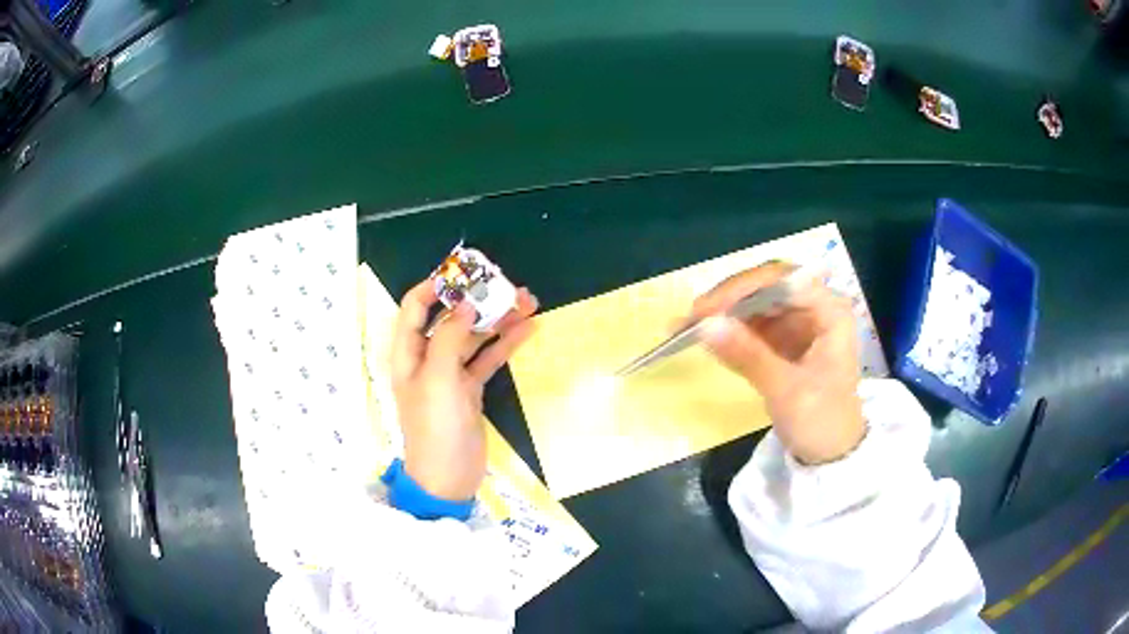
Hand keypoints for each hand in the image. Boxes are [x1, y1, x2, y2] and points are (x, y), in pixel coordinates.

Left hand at [391, 280, 537, 499]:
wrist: (448, 478)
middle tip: (507, 285)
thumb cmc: (436, 427)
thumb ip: (450, 337)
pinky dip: (506, 344)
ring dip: (498, 319)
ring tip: (528, 301)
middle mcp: (427, 358)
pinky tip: (528, 329)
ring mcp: (450, 374)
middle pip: (450, 318)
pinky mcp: (470, 389)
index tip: (464, 272)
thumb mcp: (439, 379)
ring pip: (474, 337)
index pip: (415, 307)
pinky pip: (488, 359)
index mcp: (408, 353)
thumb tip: (465, 302)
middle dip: (477, 300)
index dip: (435, 286)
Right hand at [692, 262, 864, 464]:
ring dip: (723, 313)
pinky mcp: (784, 337)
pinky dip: (728, 330)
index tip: (707, 309)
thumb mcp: (787, 392)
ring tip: (686, 327)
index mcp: (830, 311)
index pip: (783, 280)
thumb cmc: (822, 421)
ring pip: (754, 302)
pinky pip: (751, 323)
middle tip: (690, 318)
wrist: (832, 453)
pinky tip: (702, 336)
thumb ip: (749, 356)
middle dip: (728, 300)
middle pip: (766, 286)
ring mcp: (799, 321)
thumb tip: (704, 325)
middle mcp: (815, 307)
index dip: (743, 289)